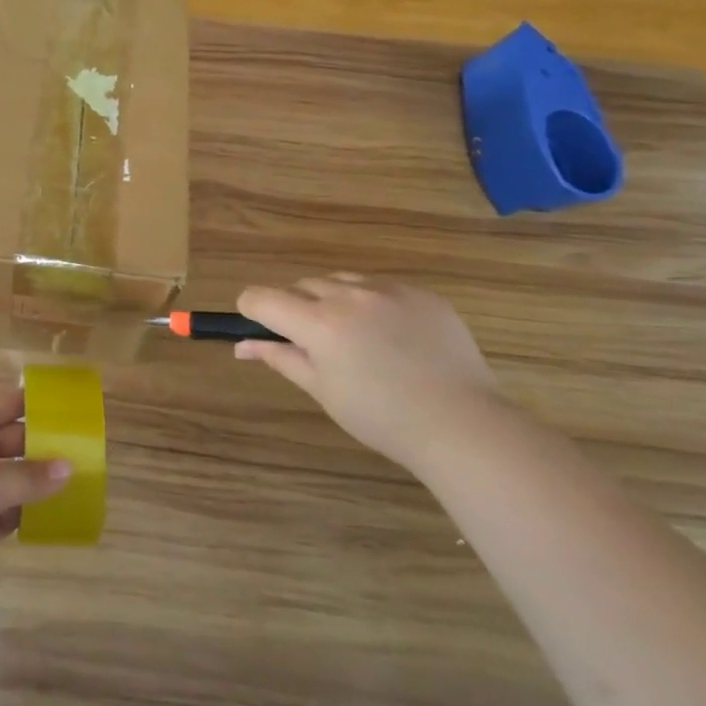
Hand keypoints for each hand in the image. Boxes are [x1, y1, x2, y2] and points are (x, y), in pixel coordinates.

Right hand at [236, 276, 507, 470]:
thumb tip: (242, 345)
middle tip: (313, 344)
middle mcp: (349, 296)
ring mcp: (389, 290)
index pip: (261, 297)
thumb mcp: (322, 389)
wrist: (462, 424)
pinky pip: (381, 287)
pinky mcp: (422, 294)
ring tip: (354, 338)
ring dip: (332, 300)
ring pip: (341, 281)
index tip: (261, 330)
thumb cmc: (381, 417)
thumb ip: (280, 358)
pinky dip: (372, 303)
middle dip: (295, 307)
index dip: (252, 311)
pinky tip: (391, 337)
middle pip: (301, 285)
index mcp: (318, 323)